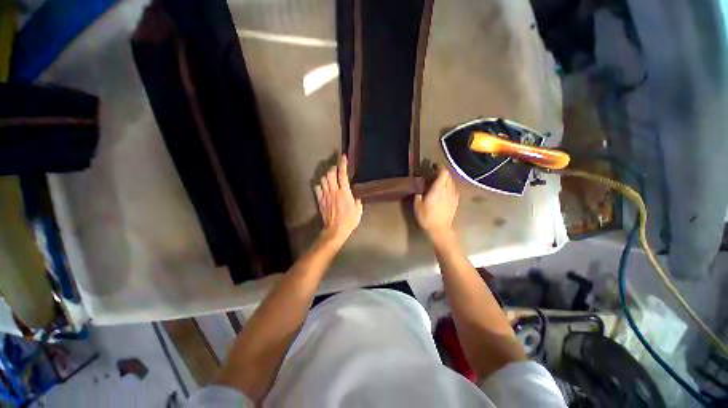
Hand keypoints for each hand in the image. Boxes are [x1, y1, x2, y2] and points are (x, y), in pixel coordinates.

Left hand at [314, 155, 362, 245]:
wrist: (335, 230)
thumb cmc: (349, 221)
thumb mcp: (358, 211)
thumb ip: (357, 201)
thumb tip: (355, 198)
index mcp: (344, 192)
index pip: (342, 174)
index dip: (342, 164)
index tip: (343, 157)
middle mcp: (333, 191)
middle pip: (330, 174)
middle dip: (333, 168)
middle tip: (337, 169)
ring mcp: (325, 195)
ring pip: (323, 180)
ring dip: (326, 176)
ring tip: (330, 177)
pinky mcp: (320, 201)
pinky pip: (317, 189)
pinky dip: (320, 186)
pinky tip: (323, 187)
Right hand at [414, 167, 459, 238]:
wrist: (440, 229)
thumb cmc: (427, 217)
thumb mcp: (417, 205)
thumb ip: (418, 194)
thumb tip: (419, 188)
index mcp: (438, 189)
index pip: (443, 173)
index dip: (439, 167)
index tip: (433, 166)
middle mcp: (448, 190)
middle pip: (449, 176)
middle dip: (442, 172)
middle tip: (434, 173)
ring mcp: (453, 196)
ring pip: (452, 182)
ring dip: (447, 179)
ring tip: (440, 181)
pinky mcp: (456, 202)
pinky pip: (454, 190)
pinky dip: (450, 187)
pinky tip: (446, 191)